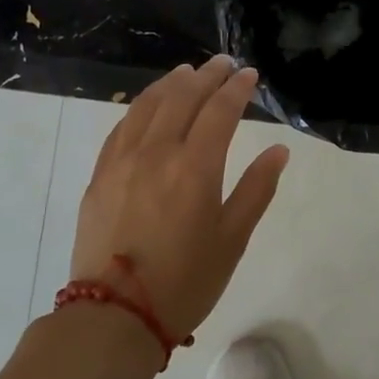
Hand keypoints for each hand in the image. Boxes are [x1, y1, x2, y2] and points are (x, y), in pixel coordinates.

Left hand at [70, 56, 289, 337]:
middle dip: (206, 76)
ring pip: (147, 106)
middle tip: (223, 64)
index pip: (219, 111)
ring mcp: (122, 161)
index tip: (249, 75)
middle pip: (182, 98)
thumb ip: (257, 189)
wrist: (115, 315)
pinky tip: (148, 105)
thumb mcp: (233, 239)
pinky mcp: (100, 176)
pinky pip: (121, 127)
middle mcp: (156, 153)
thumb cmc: (186, 281)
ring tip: (187, 73)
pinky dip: (140, 106)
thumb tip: (279, 151)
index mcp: (195, 167)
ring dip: (171, 83)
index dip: (236, 89)